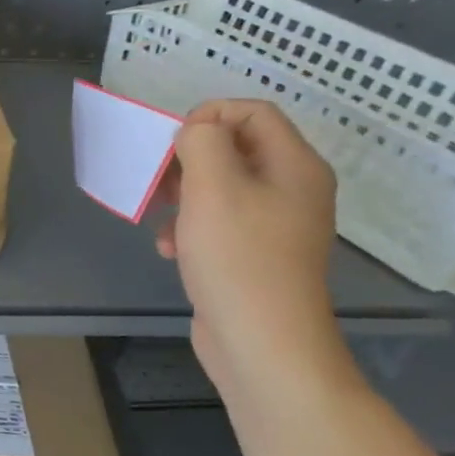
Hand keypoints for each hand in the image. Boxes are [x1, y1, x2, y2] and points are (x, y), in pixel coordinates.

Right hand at [154, 99, 345, 394]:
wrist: (262, 344)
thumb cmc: (238, 257)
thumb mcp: (213, 186)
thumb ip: (203, 142)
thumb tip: (197, 135)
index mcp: (294, 166)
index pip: (253, 111)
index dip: (210, 115)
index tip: (176, 143)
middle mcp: (292, 189)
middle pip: (235, 147)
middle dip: (189, 159)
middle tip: (161, 180)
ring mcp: (275, 225)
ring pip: (220, 185)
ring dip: (182, 194)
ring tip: (160, 216)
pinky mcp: (255, 253)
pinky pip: (219, 221)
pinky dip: (190, 226)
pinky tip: (170, 248)